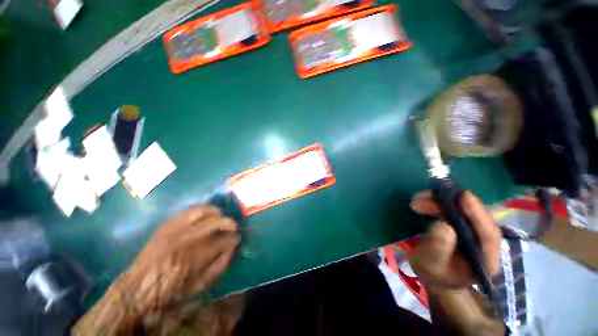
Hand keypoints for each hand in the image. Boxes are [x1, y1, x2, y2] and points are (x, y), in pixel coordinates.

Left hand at [119, 205, 239, 313]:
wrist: (138, 287)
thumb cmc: (171, 290)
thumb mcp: (200, 285)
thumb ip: (220, 265)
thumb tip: (233, 248)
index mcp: (195, 257)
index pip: (224, 240)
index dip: (234, 238)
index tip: (237, 239)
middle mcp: (186, 239)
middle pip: (216, 221)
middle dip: (229, 223)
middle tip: (233, 227)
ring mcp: (175, 229)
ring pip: (202, 211)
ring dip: (216, 212)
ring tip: (221, 216)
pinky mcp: (166, 225)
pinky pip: (188, 210)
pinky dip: (200, 210)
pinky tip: (205, 214)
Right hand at [409, 191, 500, 291]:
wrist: (436, 276)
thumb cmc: (434, 273)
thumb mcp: (431, 264)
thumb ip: (438, 248)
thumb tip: (442, 225)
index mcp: (486, 260)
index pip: (488, 235)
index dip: (477, 214)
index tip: (463, 196)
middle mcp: (487, 244)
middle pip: (476, 217)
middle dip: (451, 204)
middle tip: (423, 198)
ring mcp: (476, 233)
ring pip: (465, 210)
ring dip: (441, 201)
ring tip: (418, 199)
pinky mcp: (466, 226)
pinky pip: (456, 210)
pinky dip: (440, 203)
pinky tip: (425, 201)